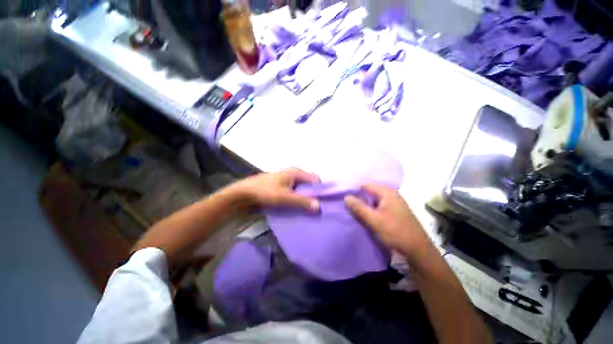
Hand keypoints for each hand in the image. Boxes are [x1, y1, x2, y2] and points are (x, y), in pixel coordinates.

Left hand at [227, 168, 319, 210]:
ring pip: (302, 189)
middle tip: (315, 208)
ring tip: (308, 210)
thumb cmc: (264, 192)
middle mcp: (293, 174)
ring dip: (305, 198)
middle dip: (313, 195)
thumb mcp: (284, 197)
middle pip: (309, 184)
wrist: (243, 194)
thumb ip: (302, 201)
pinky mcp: (282, 187)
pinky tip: (297, 207)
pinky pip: (295, 192)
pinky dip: (298, 199)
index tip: (322, 203)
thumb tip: (319, 207)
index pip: (315, 180)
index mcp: (296, 172)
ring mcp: (287, 180)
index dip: (320, 190)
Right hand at [344, 184, 432, 261]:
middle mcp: (392, 194)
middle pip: (370, 192)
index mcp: (387, 193)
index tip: (343, 196)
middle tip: (346, 204)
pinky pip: (379, 206)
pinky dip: (371, 209)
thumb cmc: (395, 233)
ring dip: (365, 204)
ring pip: (374, 200)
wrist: (418, 251)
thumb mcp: (374, 220)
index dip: (354, 190)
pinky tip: (365, 215)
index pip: (366, 185)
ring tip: (353, 209)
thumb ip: (359, 208)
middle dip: (359, 197)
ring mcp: (395, 203)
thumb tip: (346, 197)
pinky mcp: (395, 211)